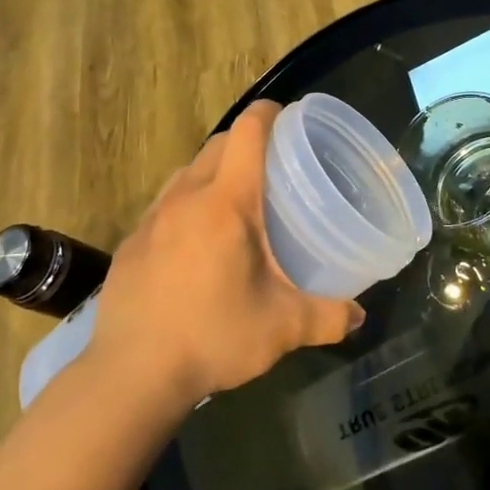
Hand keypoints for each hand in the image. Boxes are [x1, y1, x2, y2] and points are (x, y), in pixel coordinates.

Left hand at [88, 101, 364, 405]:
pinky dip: (187, 203)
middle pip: (217, 144)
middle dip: (246, 142)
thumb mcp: (282, 328)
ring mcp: (152, 218)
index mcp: (227, 202)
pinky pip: (165, 203)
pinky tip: (197, 242)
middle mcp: (186, 197)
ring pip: (188, 171)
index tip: (290, 119)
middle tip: (275, 166)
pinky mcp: (130, 243)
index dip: (270, 114)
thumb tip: (359, 316)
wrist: (130, 375)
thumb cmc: (213, 337)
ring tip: (237, 200)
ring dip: (214, 170)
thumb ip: (328, 317)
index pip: (247, 132)